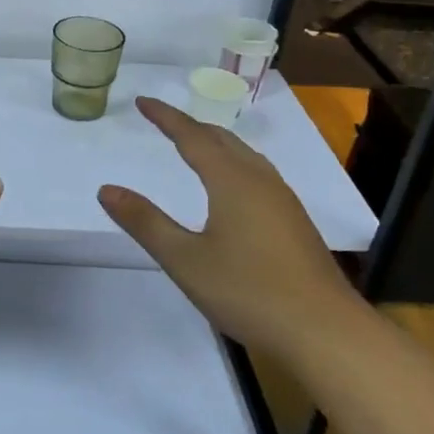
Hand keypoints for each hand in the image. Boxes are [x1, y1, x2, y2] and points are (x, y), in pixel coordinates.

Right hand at [98, 97, 354, 347]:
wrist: (326, 332)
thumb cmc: (249, 292)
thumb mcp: (185, 260)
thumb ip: (145, 222)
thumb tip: (107, 189)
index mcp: (231, 180)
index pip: (191, 136)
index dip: (165, 117)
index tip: (142, 101)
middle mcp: (259, 180)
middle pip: (222, 139)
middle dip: (191, 125)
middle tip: (164, 121)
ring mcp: (283, 200)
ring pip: (244, 155)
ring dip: (215, 142)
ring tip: (195, 146)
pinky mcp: (295, 222)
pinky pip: (258, 173)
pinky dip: (233, 163)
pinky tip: (233, 187)